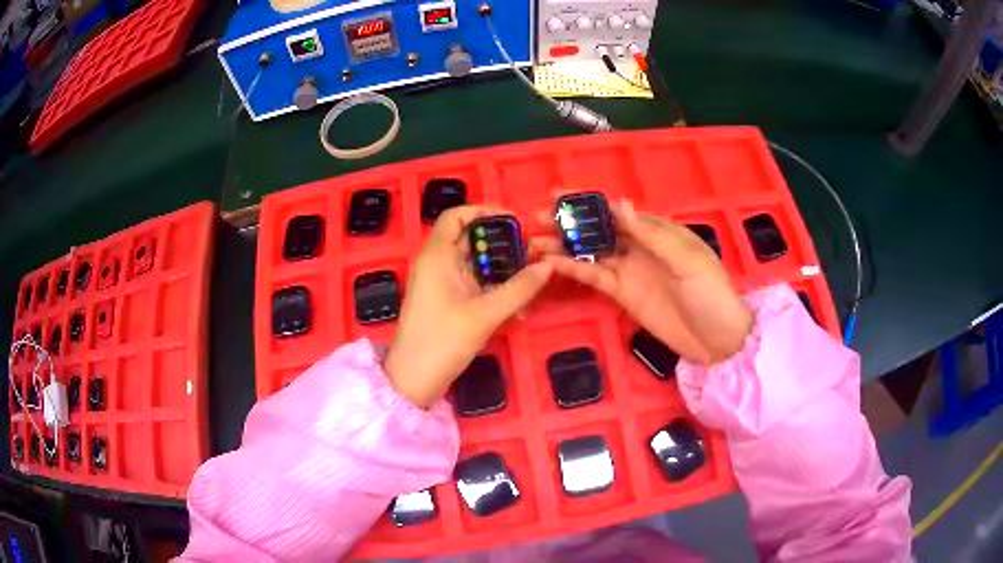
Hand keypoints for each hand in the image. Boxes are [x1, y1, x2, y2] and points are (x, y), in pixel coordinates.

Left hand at [385, 206, 552, 407]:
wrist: (415, 378)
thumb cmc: (444, 339)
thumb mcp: (486, 313)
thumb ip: (519, 288)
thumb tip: (548, 266)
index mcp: (437, 255)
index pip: (456, 216)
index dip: (483, 211)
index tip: (513, 220)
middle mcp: (437, 263)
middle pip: (469, 239)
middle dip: (501, 244)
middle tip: (531, 252)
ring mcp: (440, 283)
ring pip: (474, 264)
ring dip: (501, 270)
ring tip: (530, 280)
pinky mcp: (446, 301)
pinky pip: (472, 284)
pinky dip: (492, 289)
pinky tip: (518, 306)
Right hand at [533, 200, 751, 364]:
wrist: (717, 339)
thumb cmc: (710, 292)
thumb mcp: (687, 260)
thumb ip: (652, 235)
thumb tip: (620, 204)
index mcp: (657, 229)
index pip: (616, 210)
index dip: (587, 201)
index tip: (557, 194)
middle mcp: (639, 245)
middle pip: (599, 229)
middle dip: (569, 222)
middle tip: (537, 218)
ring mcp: (629, 270)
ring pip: (592, 253)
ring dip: (565, 247)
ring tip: (534, 242)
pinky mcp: (623, 294)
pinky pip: (595, 277)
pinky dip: (575, 270)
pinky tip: (553, 265)